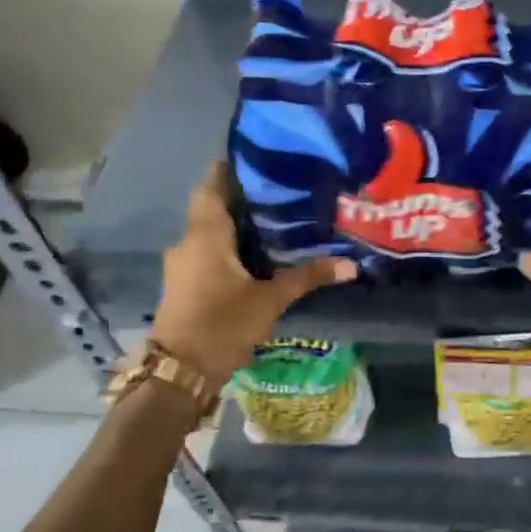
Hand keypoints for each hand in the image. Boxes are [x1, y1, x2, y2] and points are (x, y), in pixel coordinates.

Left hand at [149, 163, 357, 388]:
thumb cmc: (222, 325)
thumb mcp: (269, 300)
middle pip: (212, 206)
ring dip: (235, 224)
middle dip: (241, 197)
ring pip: (209, 231)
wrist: (179, 373)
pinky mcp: (184, 284)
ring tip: (274, 218)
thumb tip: (351, 264)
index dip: (231, 168)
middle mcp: (188, 241)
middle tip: (280, 189)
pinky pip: (206, 252)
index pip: (212, 184)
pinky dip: (227, 246)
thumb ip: (307, 277)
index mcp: (205, 233)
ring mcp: (182, 264)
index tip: (260, 158)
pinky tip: (255, 254)